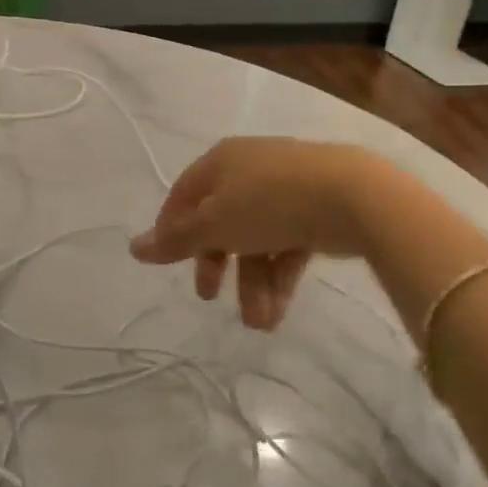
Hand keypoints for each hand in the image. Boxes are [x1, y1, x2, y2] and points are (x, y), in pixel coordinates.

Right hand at [129, 137, 382, 329]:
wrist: (354, 196)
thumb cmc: (269, 204)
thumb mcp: (215, 225)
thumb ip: (176, 240)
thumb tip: (133, 248)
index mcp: (220, 162)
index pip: (183, 195)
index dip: (171, 230)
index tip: (169, 265)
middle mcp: (250, 170)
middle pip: (220, 221)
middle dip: (216, 264)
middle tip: (209, 296)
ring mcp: (286, 188)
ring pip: (256, 239)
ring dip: (253, 283)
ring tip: (261, 324)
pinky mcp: (316, 209)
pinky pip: (287, 243)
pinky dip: (280, 275)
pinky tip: (279, 309)